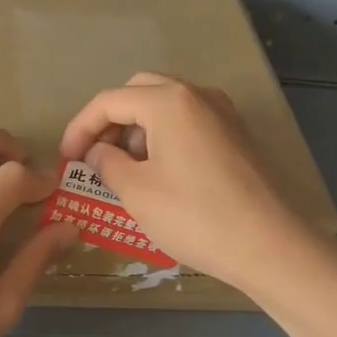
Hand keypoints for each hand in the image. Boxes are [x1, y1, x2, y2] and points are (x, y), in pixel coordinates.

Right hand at [59, 72, 309, 288]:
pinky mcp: (237, 135)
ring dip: (138, 128)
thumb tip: (97, 152)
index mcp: (168, 102)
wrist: (269, 245)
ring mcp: (223, 113)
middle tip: (95, 156)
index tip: (67, 159)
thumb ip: (107, 164)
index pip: (109, 101)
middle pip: (139, 92)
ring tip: (125, 169)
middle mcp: (198, 94)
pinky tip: (160, 173)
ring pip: (167, 105)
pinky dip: (165, 136)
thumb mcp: (136, 192)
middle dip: (110, 121)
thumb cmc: (194, 216)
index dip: (80, 127)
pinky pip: (189, 122)